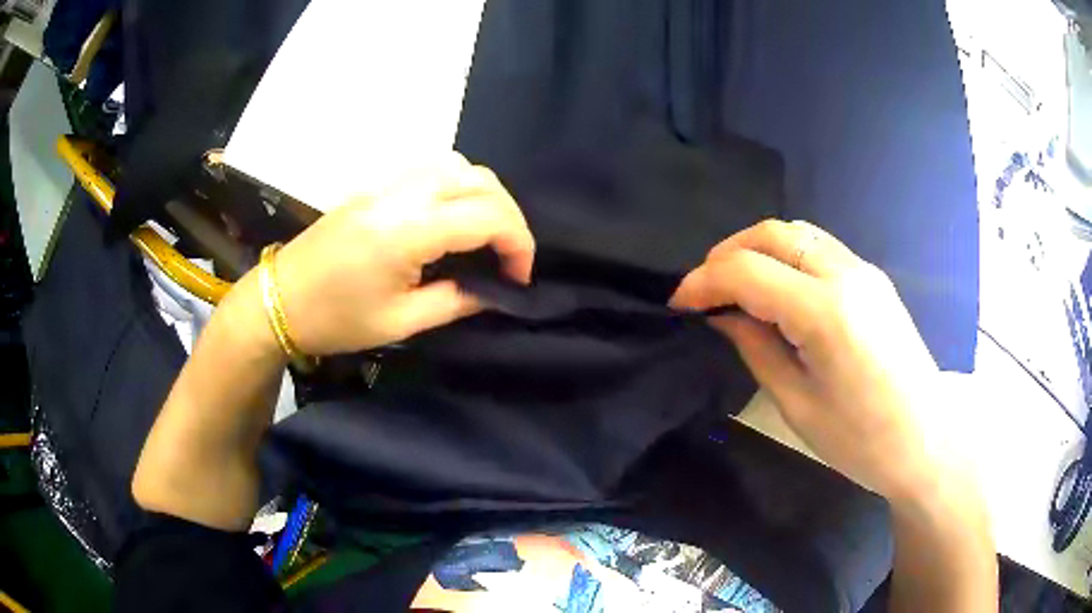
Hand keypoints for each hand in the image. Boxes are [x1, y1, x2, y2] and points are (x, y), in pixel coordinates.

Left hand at [268, 154, 534, 355]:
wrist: (278, 300)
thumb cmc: (336, 319)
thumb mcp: (401, 322)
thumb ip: (457, 301)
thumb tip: (495, 292)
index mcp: (408, 230)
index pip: (488, 215)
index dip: (518, 244)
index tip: (519, 278)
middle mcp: (402, 193)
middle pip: (480, 179)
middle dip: (509, 215)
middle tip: (508, 256)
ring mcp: (386, 182)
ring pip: (457, 164)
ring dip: (484, 194)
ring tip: (485, 233)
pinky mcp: (375, 184)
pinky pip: (431, 168)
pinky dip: (457, 184)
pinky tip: (451, 215)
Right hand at [670, 220, 948, 502]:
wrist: (926, 437)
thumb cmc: (861, 440)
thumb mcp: (798, 404)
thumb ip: (756, 348)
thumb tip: (724, 316)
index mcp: (825, 313)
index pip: (748, 271)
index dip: (704, 282)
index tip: (679, 304)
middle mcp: (845, 274)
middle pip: (772, 233)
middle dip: (726, 253)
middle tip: (704, 289)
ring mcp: (863, 270)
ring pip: (796, 231)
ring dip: (756, 248)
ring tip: (735, 284)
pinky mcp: (872, 277)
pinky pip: (819, 247)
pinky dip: (786, 255)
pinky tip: (777, 287)